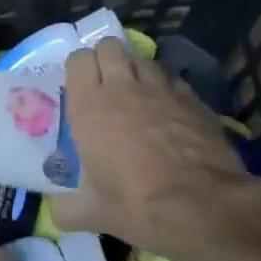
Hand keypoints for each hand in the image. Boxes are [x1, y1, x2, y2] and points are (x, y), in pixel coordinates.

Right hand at [51, 38, 260, 260]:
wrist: (204, 208)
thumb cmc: (137, 205)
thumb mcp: (93, 213)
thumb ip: (67, 208)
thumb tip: (56, 211)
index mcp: (90, 106)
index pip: (78, 59)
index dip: (78, 69)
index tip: (79, 86)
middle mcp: (123, 87)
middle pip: (110, 46)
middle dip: (106, 58)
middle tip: (105, 84)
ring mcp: (162, 89)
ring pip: (143, 59)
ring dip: (136, 70)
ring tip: (137, 94)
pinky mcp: (193, 99)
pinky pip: (174, 81)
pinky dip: (167, 89)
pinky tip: (169, 112)